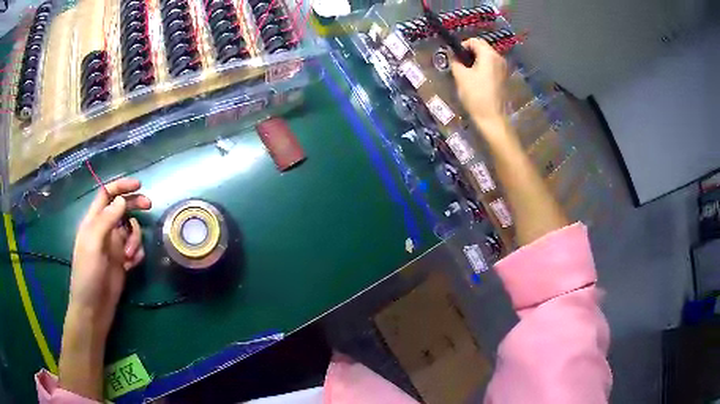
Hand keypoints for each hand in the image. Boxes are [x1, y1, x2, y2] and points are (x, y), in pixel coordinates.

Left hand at [67, 178, 150, 336]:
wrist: (93, 308)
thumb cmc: (88, 275)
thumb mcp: (93, 244)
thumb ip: (106, 220)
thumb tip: (122, 200)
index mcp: (93, 222)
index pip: (106, 194)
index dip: (121, 186)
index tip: (138, 185)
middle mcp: (105, 230)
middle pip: (122, 208)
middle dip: (135, 205)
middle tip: (149, 206)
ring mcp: (114, 246)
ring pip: (131, 230)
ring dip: (135, 239)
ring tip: (129, 257)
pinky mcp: (123, 262)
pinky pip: (136, 249)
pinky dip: (137, 253)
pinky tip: (132, 265)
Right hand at [451, 38, 508, 131]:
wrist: (492, 118)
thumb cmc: (476, 95)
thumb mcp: (460, 76)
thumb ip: (455, 61)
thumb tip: (452, 55)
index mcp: (489, 55)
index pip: (474, 41)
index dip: (462, 46)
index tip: (455, 57)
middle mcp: (499, 58)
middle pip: (482, 48)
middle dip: (469, 53)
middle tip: (459, 64)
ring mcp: (503, 68)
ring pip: (487, 57)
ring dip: (476, 61)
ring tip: (466, 73)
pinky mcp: (504, 78)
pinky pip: (491, 66)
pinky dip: (483, 68)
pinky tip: (476, 79)